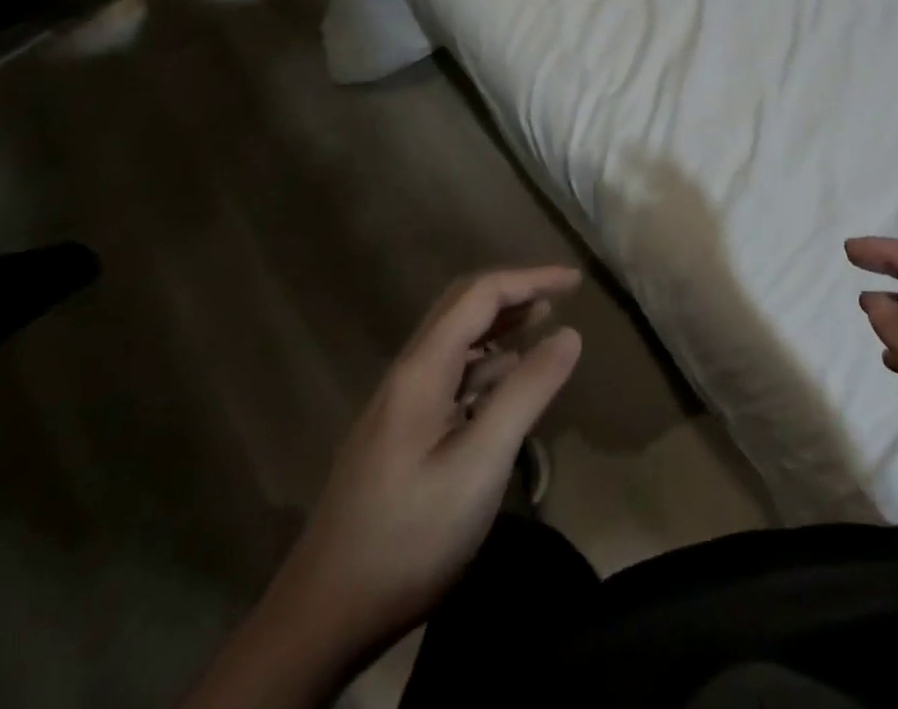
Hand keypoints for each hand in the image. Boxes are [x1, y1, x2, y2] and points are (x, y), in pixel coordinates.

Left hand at [206, 266, 581, 703]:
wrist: (321, 620)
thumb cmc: (410, 536)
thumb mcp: (481, 464)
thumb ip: (527, 392)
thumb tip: (569, 334)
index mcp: (422, 370)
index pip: (480, 294)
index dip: (530, 278)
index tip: (576, 281)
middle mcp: (407, 375)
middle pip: (462, 308)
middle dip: (514, 292)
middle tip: (561, 296)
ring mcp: (398, 406)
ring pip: (454, 342)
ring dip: (500, 325)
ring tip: (542, 326)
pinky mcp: (398, 436)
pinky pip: (449, 376)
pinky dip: (486, 363)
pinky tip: (505, 382)